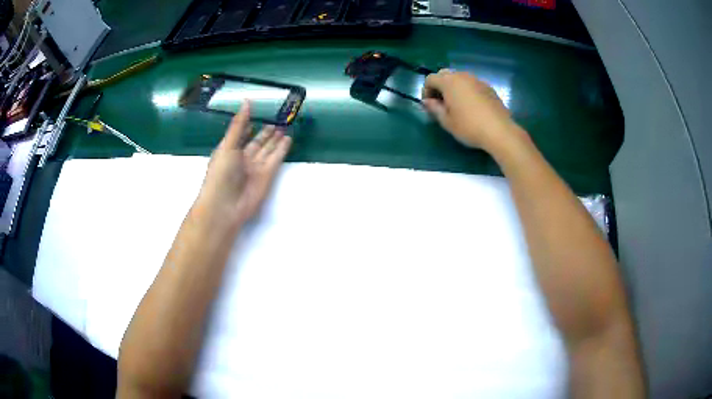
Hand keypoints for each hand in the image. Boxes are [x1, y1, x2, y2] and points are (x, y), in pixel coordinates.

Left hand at [195, 102, 291, 229]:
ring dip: (276, 139)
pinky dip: (282, 149)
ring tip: (285, 126)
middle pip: (257, 142)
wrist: (225, 206)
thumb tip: (247, 102)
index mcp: (230, 150)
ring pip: (268, 149)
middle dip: (266, 132)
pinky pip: (276, 159)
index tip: (257, 114)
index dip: (248, 125)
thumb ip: (239, 125)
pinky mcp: (268, 176)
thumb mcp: (228, 145)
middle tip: (278, 120)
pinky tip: (288, 140)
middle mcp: (243, 158)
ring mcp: (256, 167)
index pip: (241, 135)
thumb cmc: (220, 174)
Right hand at [422, 69, 520, 152]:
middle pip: (445, 74)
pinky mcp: (489, 88)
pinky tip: (472, 107)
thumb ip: (434, 108)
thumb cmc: (469, 127)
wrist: (499, 131)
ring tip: (457, 105)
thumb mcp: (447, 121)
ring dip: (454, 87)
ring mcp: (478, 80)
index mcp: (449, 82)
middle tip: (441, 103)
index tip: (429, 105)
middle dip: (439, 86)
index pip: (430, 79)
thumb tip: (427, 101)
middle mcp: (463, 76)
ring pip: (460, 78)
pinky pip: (472, 85)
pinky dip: (467, 91)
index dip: (426, 90)